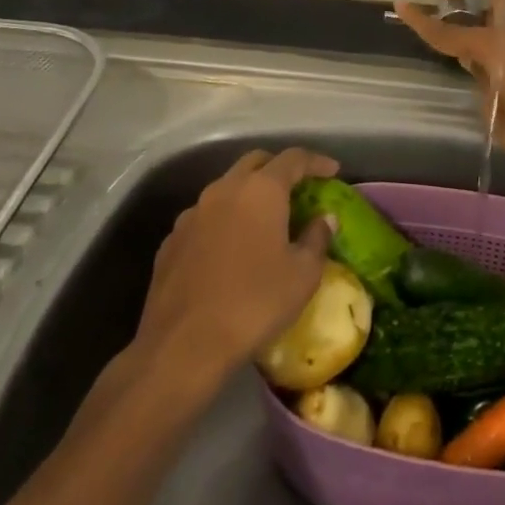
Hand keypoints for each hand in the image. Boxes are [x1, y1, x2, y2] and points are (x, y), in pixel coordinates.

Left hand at [133, 147, 339, 386]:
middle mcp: (224, 190)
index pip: (293, 159)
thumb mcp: (303, 274)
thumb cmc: (255, 303)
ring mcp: (192, 213)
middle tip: (299, 187)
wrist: (183, 346)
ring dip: (249, 194)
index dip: (316, 162)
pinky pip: (205, 217)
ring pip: (227, 188)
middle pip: (255, 163)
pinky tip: (231, 249)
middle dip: (279, 169)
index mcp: (260, 190)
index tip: (333, 172)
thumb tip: (324, 219)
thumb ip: (317, 238)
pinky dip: (225, 221)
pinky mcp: (171, 240)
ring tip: (265, 220)